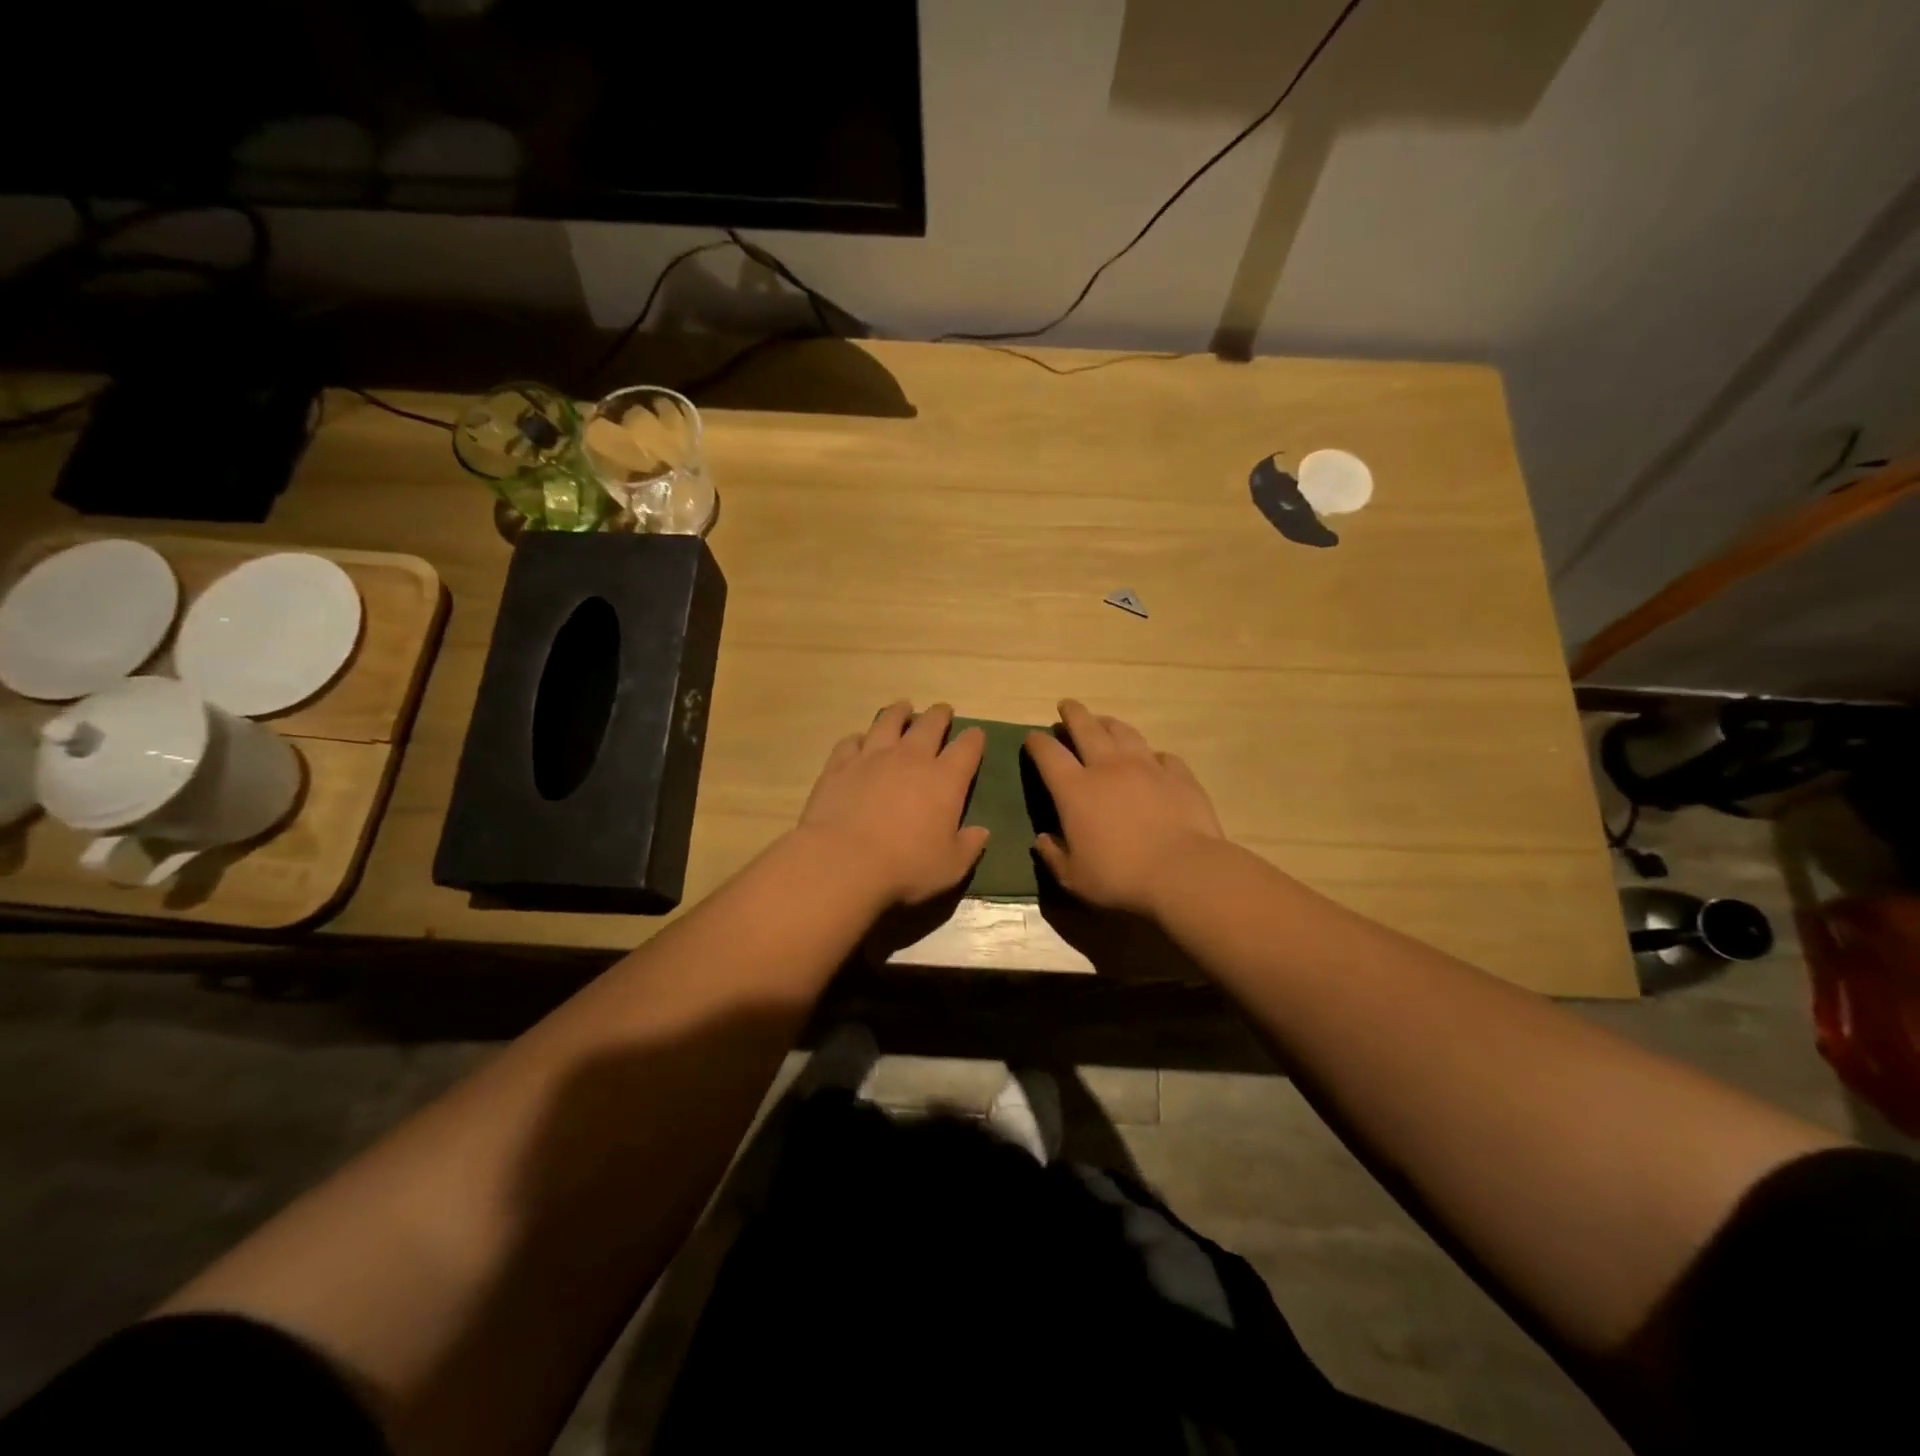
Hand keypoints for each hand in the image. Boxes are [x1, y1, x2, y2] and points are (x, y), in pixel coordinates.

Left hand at [798, 701, 988, 907]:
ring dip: (899, 713)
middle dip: (940, 715)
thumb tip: (982, 832)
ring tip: (903, 708)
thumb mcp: (950, 867)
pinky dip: (859, 738)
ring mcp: (872, 756)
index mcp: (945, 779)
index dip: (974, 739)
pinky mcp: (840, 764)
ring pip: (888, 722)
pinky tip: (859, 740)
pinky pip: (851, 741)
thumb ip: (969, 846)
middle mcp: (911, 758)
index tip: (976, 736)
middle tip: (942, 710)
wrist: (843, 861)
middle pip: (930, 724)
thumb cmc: (905, 867)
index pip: (967, 748)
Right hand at [1025, 700, 1224, 918]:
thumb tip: (1042, 839)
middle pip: (1086, 728)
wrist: (1183, 872)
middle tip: (1066, 705)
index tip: (1032, 737)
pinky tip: (1152, 760)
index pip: (1048, 754)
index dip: (1037, 742)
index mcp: (1075, 789)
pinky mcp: (1179, 775)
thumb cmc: (1119, 877)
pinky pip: (1162, 756)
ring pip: (1124, 732)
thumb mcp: (1074, 876)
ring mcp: (1147, 766)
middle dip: (1073, 714)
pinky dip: (1151, 755)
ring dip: (1109, 724)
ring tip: (1104, 722)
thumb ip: (1054, 855)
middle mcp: (1108, 767)